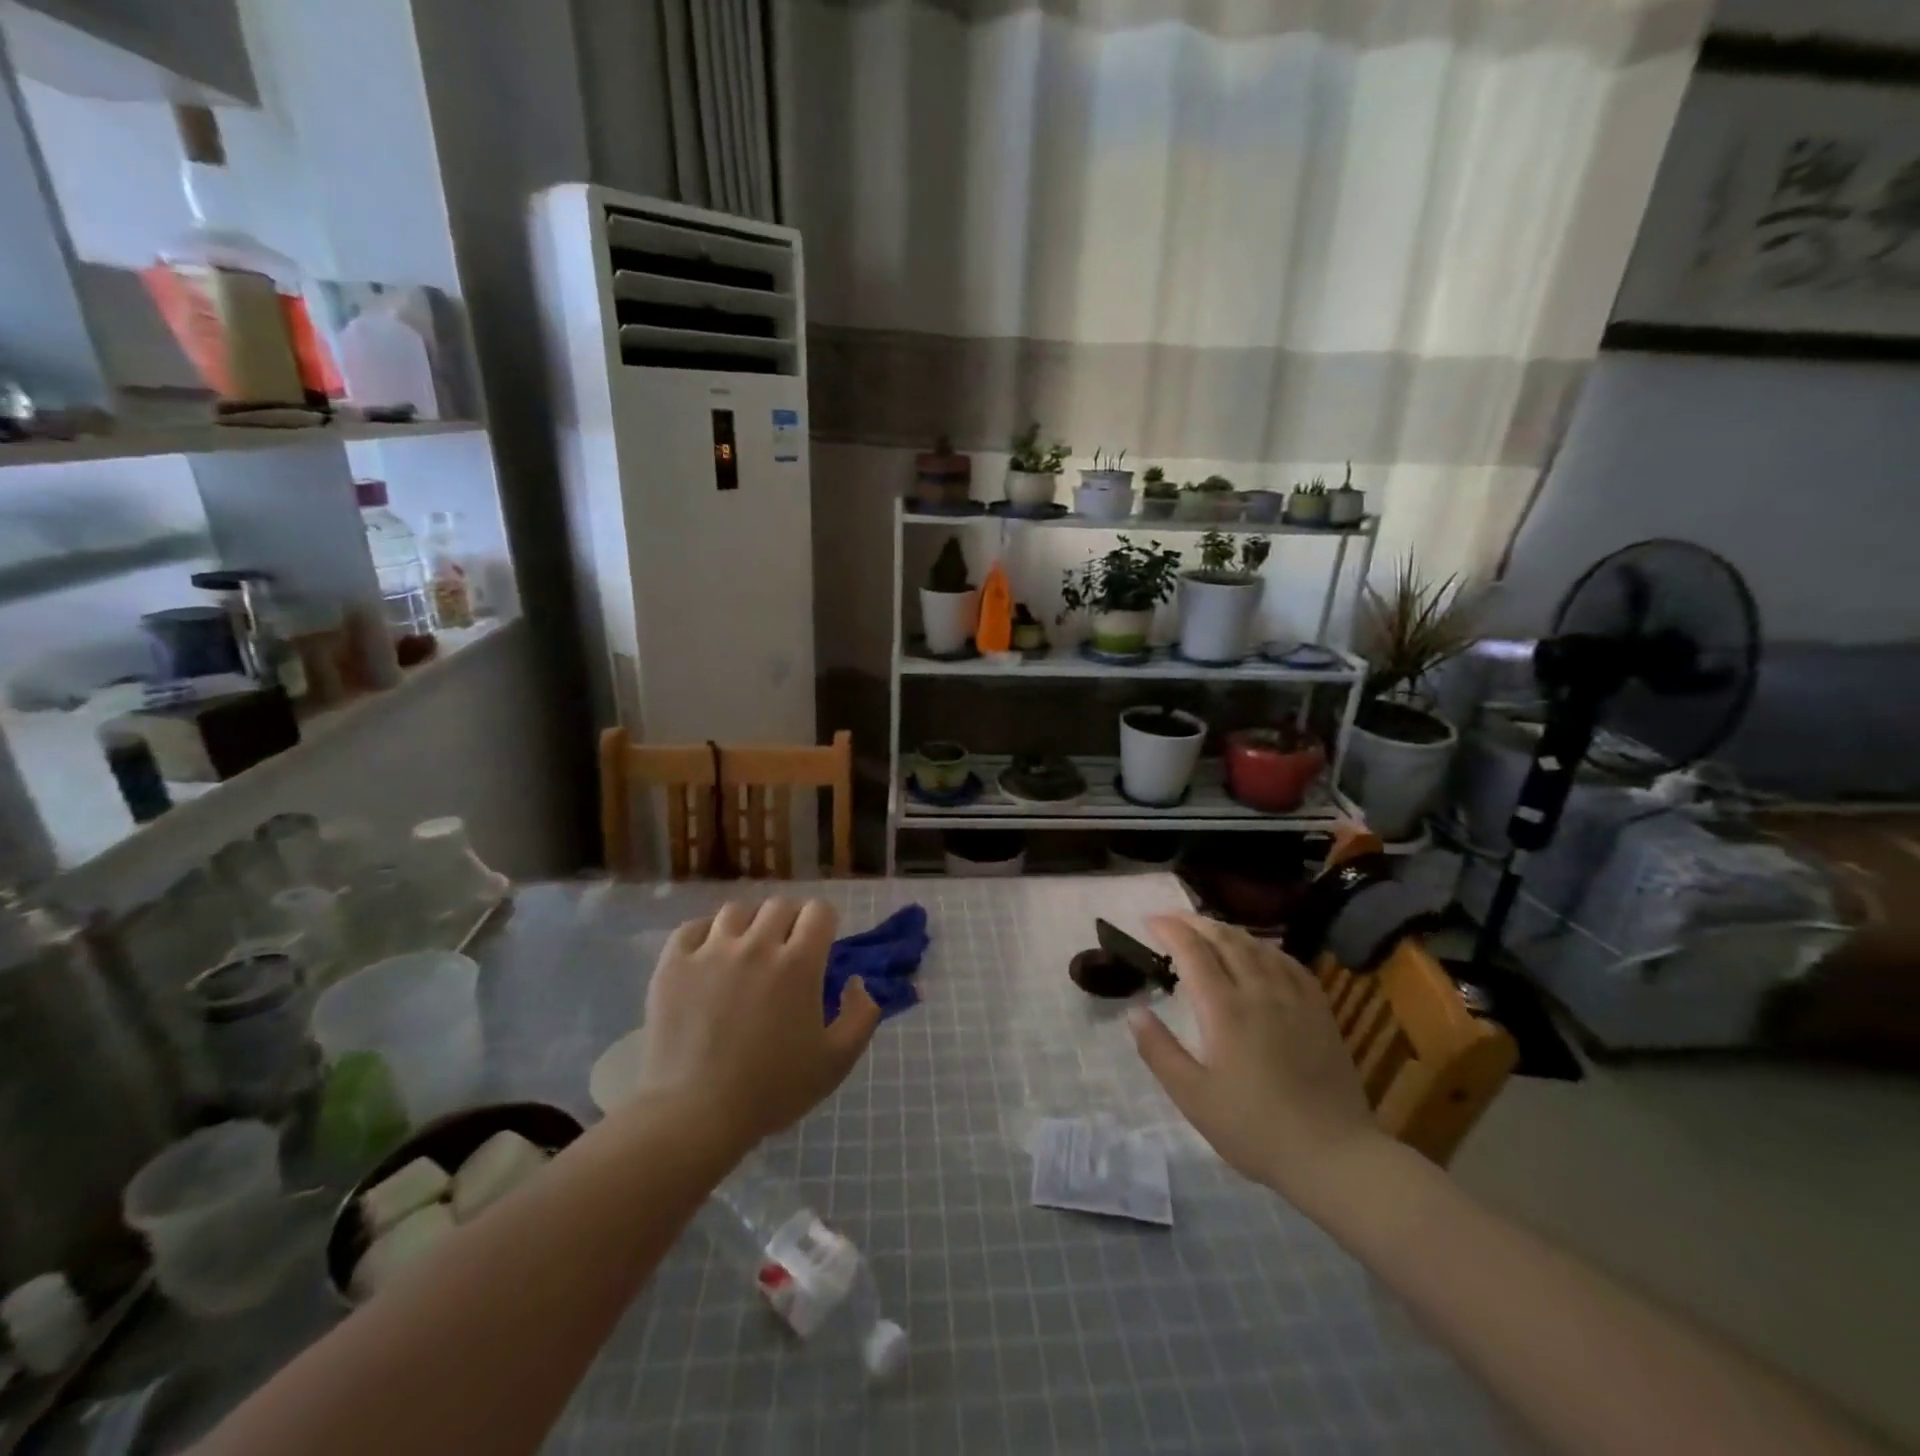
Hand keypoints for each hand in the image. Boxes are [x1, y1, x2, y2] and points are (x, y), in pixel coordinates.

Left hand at [636, 898, 880, 1148]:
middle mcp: (756, 945)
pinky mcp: (673, 963)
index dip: (824, 924)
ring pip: (737, 911)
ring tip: (746, 950)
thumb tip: (856, 981)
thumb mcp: (836, 1062)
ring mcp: (710, 951)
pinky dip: (706, 934)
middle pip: (780, 906)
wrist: (693, 1115)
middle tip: (785, 951)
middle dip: (790, 922)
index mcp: (798, 963)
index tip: (820, 945)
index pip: (819, 911)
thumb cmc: (771, 1091)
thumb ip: (862, 1015)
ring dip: (749, 925)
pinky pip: (693, 927)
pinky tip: (709, 956)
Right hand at [1129, 914, 1383, 1207]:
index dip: (1169, 929)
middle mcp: (1259, 990)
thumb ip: (1159, 1050)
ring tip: (1208, 930)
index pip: (1192, 951)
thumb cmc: (1255, 1129)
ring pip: (1258, 945)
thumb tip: (1135, 1011)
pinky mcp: (1319, 1010)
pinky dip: (1265, 947)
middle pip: (1225, 939)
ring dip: (1227, 930)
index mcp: (1224, 1009)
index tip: (1149, 921)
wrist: (1334, 1156)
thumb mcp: (1193, 1097)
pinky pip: (1289, 962)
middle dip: (1194, 922)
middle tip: (1172, 918)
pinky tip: (1259, 952)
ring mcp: (1294, 998)